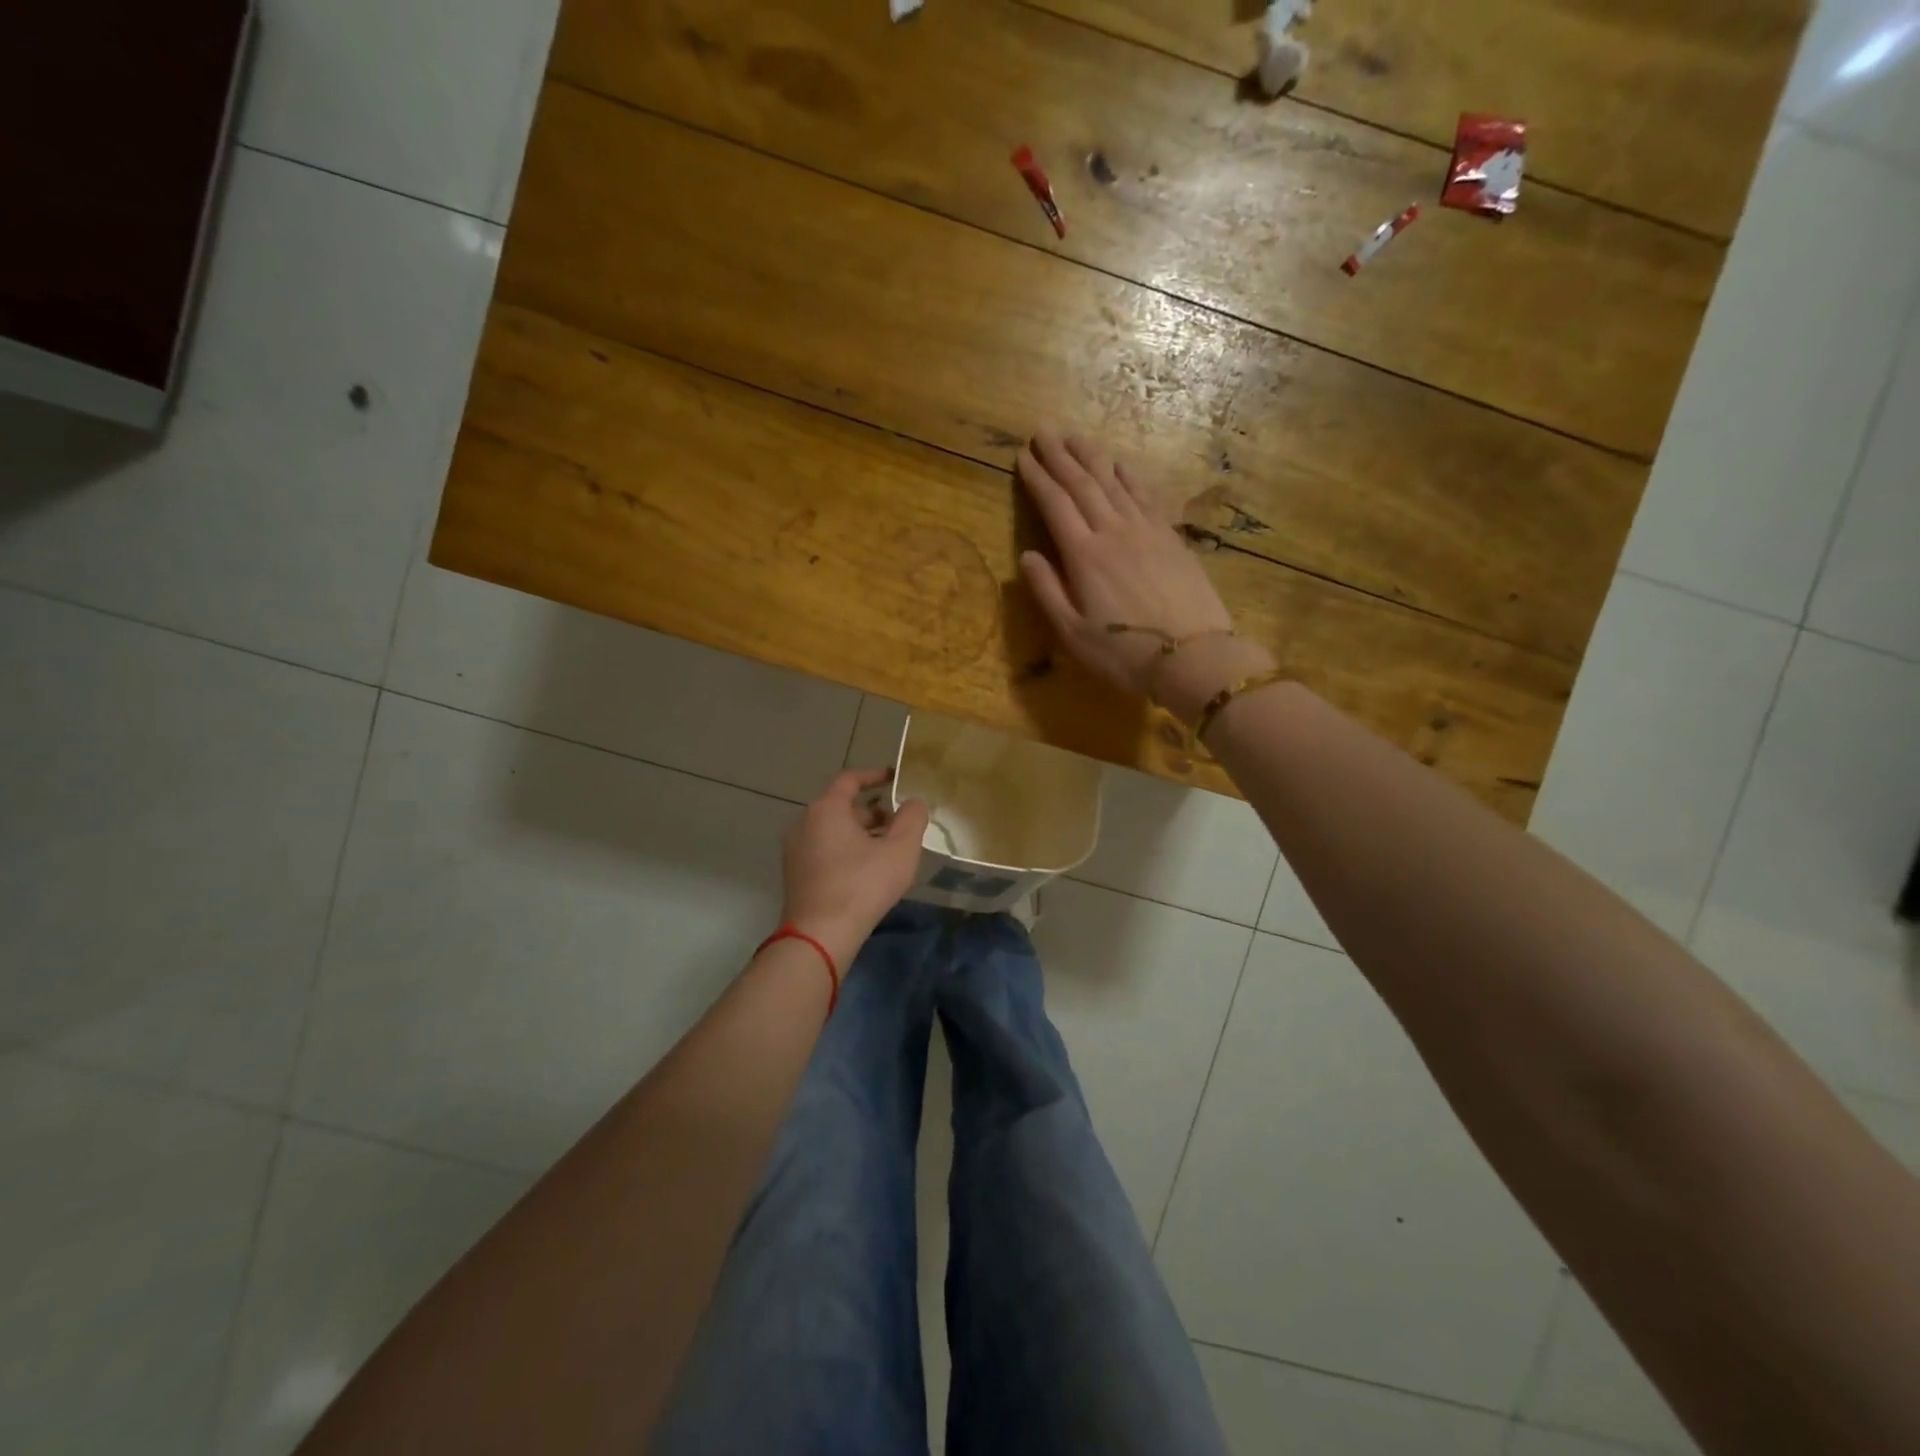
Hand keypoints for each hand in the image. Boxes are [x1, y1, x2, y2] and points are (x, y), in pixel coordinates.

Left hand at [780, 768, 929, 965]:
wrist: (820, 935)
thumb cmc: (862, 885)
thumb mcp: (900, 849)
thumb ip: (912, 818)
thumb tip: (914, 803)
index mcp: (826, 809)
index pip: (850, 779)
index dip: (875, 775)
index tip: (895, 778)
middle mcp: (804, 823)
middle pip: (842, 806)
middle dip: (873, 812)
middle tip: (899, 823)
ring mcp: (795, 850)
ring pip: (833, 830)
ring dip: (861, 834)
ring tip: (889, 849)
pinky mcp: (795, 875)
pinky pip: (825, 850)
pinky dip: (847, 850)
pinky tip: (868, 872)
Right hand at [1016, 428, 1272, 717]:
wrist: (1193, 657)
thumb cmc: (1125, 653)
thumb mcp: (1073, 633)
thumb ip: (1047, 592)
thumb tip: (1027, 556)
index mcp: (1084, 555)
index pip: (1055, 505)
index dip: (1037, 478)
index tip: (1023, 455)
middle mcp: (1114, 532)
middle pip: (1083, 485)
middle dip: (1060, 457)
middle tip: (1044, 432)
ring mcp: (1146, 531)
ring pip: (1114, 483)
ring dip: (1092, 457)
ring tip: (1075, 437)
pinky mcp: (1171, 538)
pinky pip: (1146, 496)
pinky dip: (1130, 476)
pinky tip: (1121, 464)